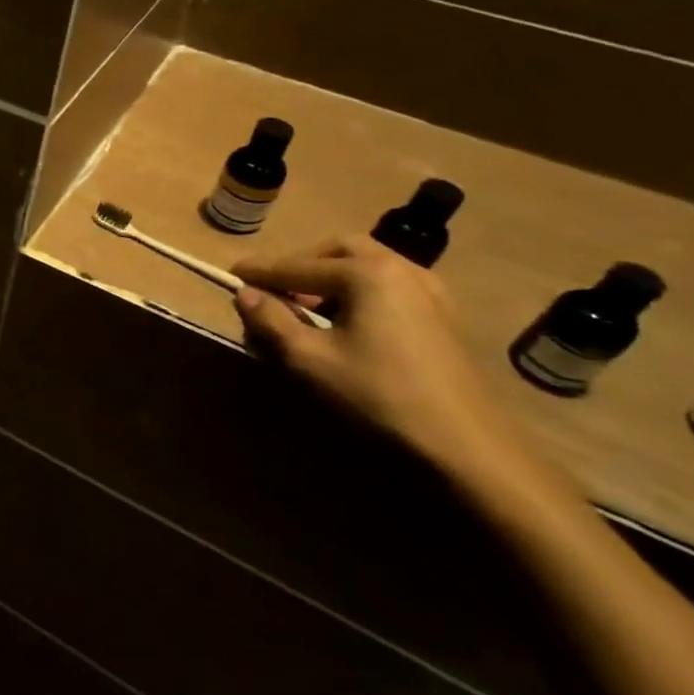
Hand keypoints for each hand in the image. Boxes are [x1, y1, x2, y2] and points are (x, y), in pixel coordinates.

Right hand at [231, 235, 515, 477]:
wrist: (464, 444)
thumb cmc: (377, 395)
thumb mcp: (309, 359)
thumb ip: (272, 321)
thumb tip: (245, 294)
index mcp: (366, 273)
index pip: (296, 265)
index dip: (260, 271)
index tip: (229, 275)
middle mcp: (400, 269)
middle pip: (338, 250)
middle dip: (302, 264)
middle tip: (275, 289)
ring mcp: (429, 291)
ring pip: (367, 265)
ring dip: (330, 276)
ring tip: (307, 307)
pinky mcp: (441, 315)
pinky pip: (390, 285)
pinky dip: (358, 290)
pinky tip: (348, 321)